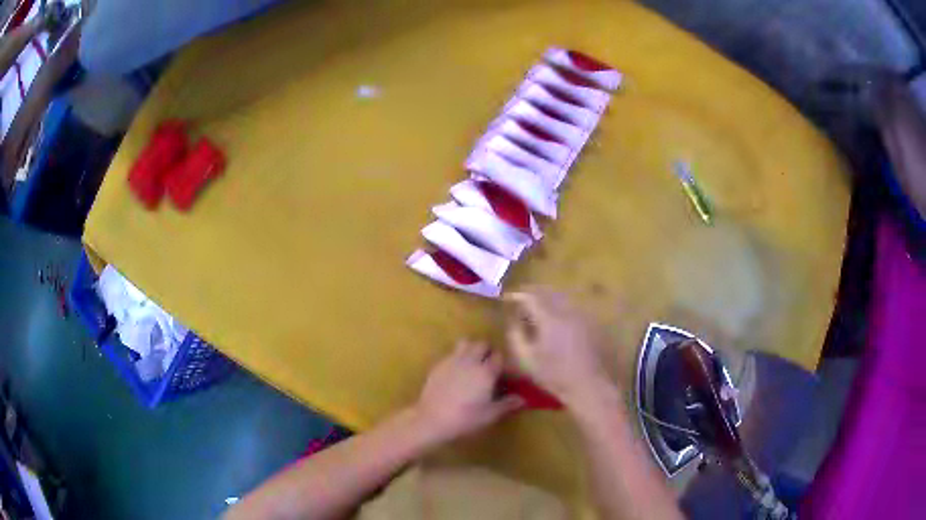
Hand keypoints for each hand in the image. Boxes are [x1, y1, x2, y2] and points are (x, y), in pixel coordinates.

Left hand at [414, 340, 523, 444]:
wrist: (431, 419)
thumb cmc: (464, 418)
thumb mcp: (489, 415)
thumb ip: (507, 404)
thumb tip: (522, 399)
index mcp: (485, 372)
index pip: (499, 356)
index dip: (503, 363)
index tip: (505, 373)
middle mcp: (470, 361)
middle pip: (482, 344)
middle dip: (488, 351)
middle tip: (489, 366)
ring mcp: (452, 360)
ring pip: (465, 343)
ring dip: (471, 349)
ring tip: (472, 363)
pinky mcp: (438, 365)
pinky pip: (451, 353)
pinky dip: (457, 357)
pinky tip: (456, 372)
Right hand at [505, 288, 612, 408]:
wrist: (588, 384)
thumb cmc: (554, 375)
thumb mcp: (527, 360)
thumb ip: (516, 336)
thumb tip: (512, 319)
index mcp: (550, 319)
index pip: (531, 297)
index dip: (517, 294)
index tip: (507, 298)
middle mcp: (566, 311)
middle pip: (547, 291)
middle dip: (531, 292)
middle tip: (520, 298)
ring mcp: (580, 315)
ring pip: (560, 296)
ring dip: (546, 296)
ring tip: (535, 305)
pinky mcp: (588, 321)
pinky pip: (570, 305)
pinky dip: (558, 304)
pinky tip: (553, 315)